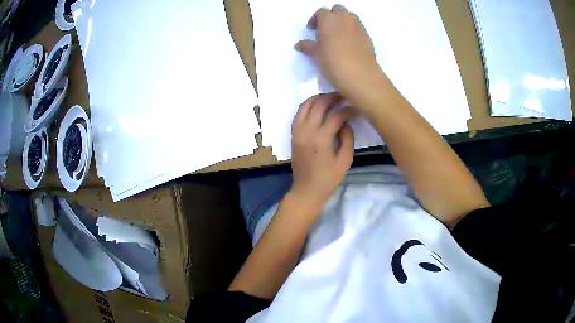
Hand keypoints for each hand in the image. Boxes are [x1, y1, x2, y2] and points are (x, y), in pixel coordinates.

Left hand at [290, 92, 353, 210]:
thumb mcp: (345, 160)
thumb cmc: (328, 178)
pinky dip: (307, 106)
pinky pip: (298, 113)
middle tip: (343, 96)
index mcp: (321, 139)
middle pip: (319, 104)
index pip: (336, 115)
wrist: (306, 190)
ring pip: (305, 105)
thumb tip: (346, 122)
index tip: (356, 107)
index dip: (348, 109)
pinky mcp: (293, 134)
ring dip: (318, 98)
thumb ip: (347, 138)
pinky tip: (317, 106)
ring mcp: (297, 131)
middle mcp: (307, 131)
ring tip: (330, 98)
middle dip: (332, 97)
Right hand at [295, 5, 389, 109]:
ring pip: (349, 16)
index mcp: (328, 19)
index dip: (315, 19)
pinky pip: (358, 27)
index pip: (321, 12)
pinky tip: (348, 43)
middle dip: (331, 16)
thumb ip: (307, 46)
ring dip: (342, 20)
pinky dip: (352, 30)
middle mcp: (344, 18)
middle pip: (337, 9)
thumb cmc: (333, 62)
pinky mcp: (367, 35)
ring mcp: (358, 26)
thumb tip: (299, 44)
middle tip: (325, 29)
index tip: (312, 29)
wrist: (360, 75)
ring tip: (337, 34)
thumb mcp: (316, 55)